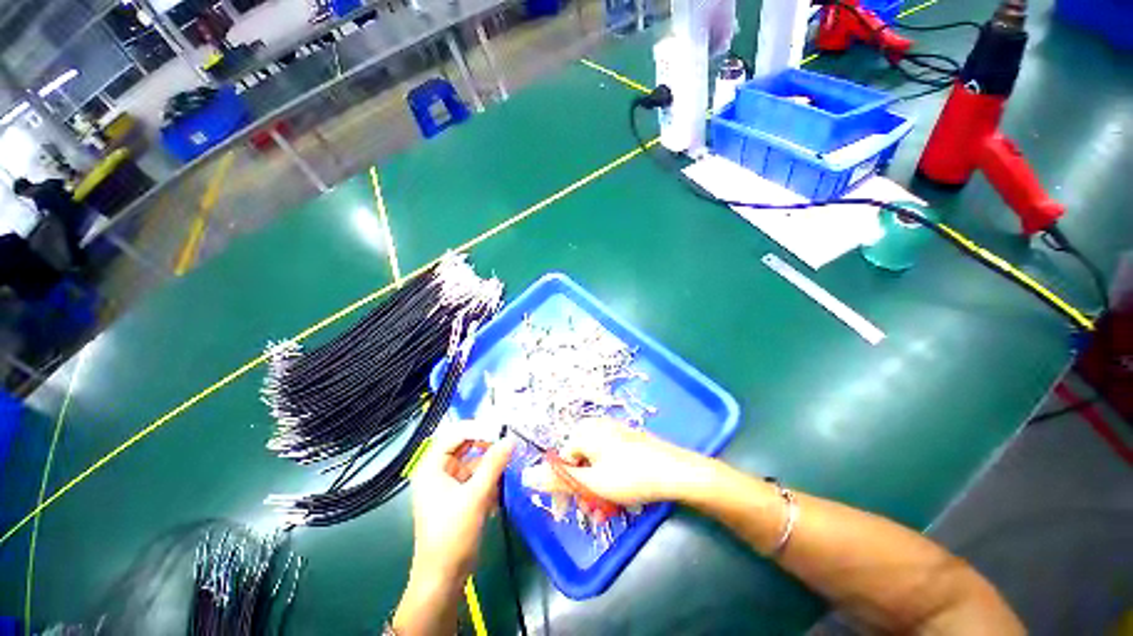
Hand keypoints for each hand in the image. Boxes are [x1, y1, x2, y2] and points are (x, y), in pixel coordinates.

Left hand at [408, 429, 515, 580]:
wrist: (443, 578)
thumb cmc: (453, 534)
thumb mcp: (476, 495)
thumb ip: (494, 464)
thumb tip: (510, 439)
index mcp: (432, 467)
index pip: (456, 434)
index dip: (478, 429)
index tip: (502, 431)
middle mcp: (438, 471)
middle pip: (465, 446)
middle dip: (487, 446)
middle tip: (509, 444)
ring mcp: (448, 485)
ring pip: (473, 463)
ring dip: (490, 466)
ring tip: (508, 467)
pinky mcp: (458, 498)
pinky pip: (476, 479)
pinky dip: (488, 481)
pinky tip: (499, 492)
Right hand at [521, 418, 698, 504]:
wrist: (677, 472)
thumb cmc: (632, 476)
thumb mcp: (592, 483)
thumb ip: (559, 480)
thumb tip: (525, 476)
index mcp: (585, 431)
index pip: (561, 459)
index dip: (561, 486)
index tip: (564, 512)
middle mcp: (597, 427)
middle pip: (578, 461)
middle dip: (581, 490)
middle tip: (589, 512)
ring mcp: (614, 432)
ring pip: (594, 464)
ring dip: (595, 489)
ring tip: (605, 511)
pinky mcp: (627, 440)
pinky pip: (608, 460)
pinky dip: (608, 480)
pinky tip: (617, 499)